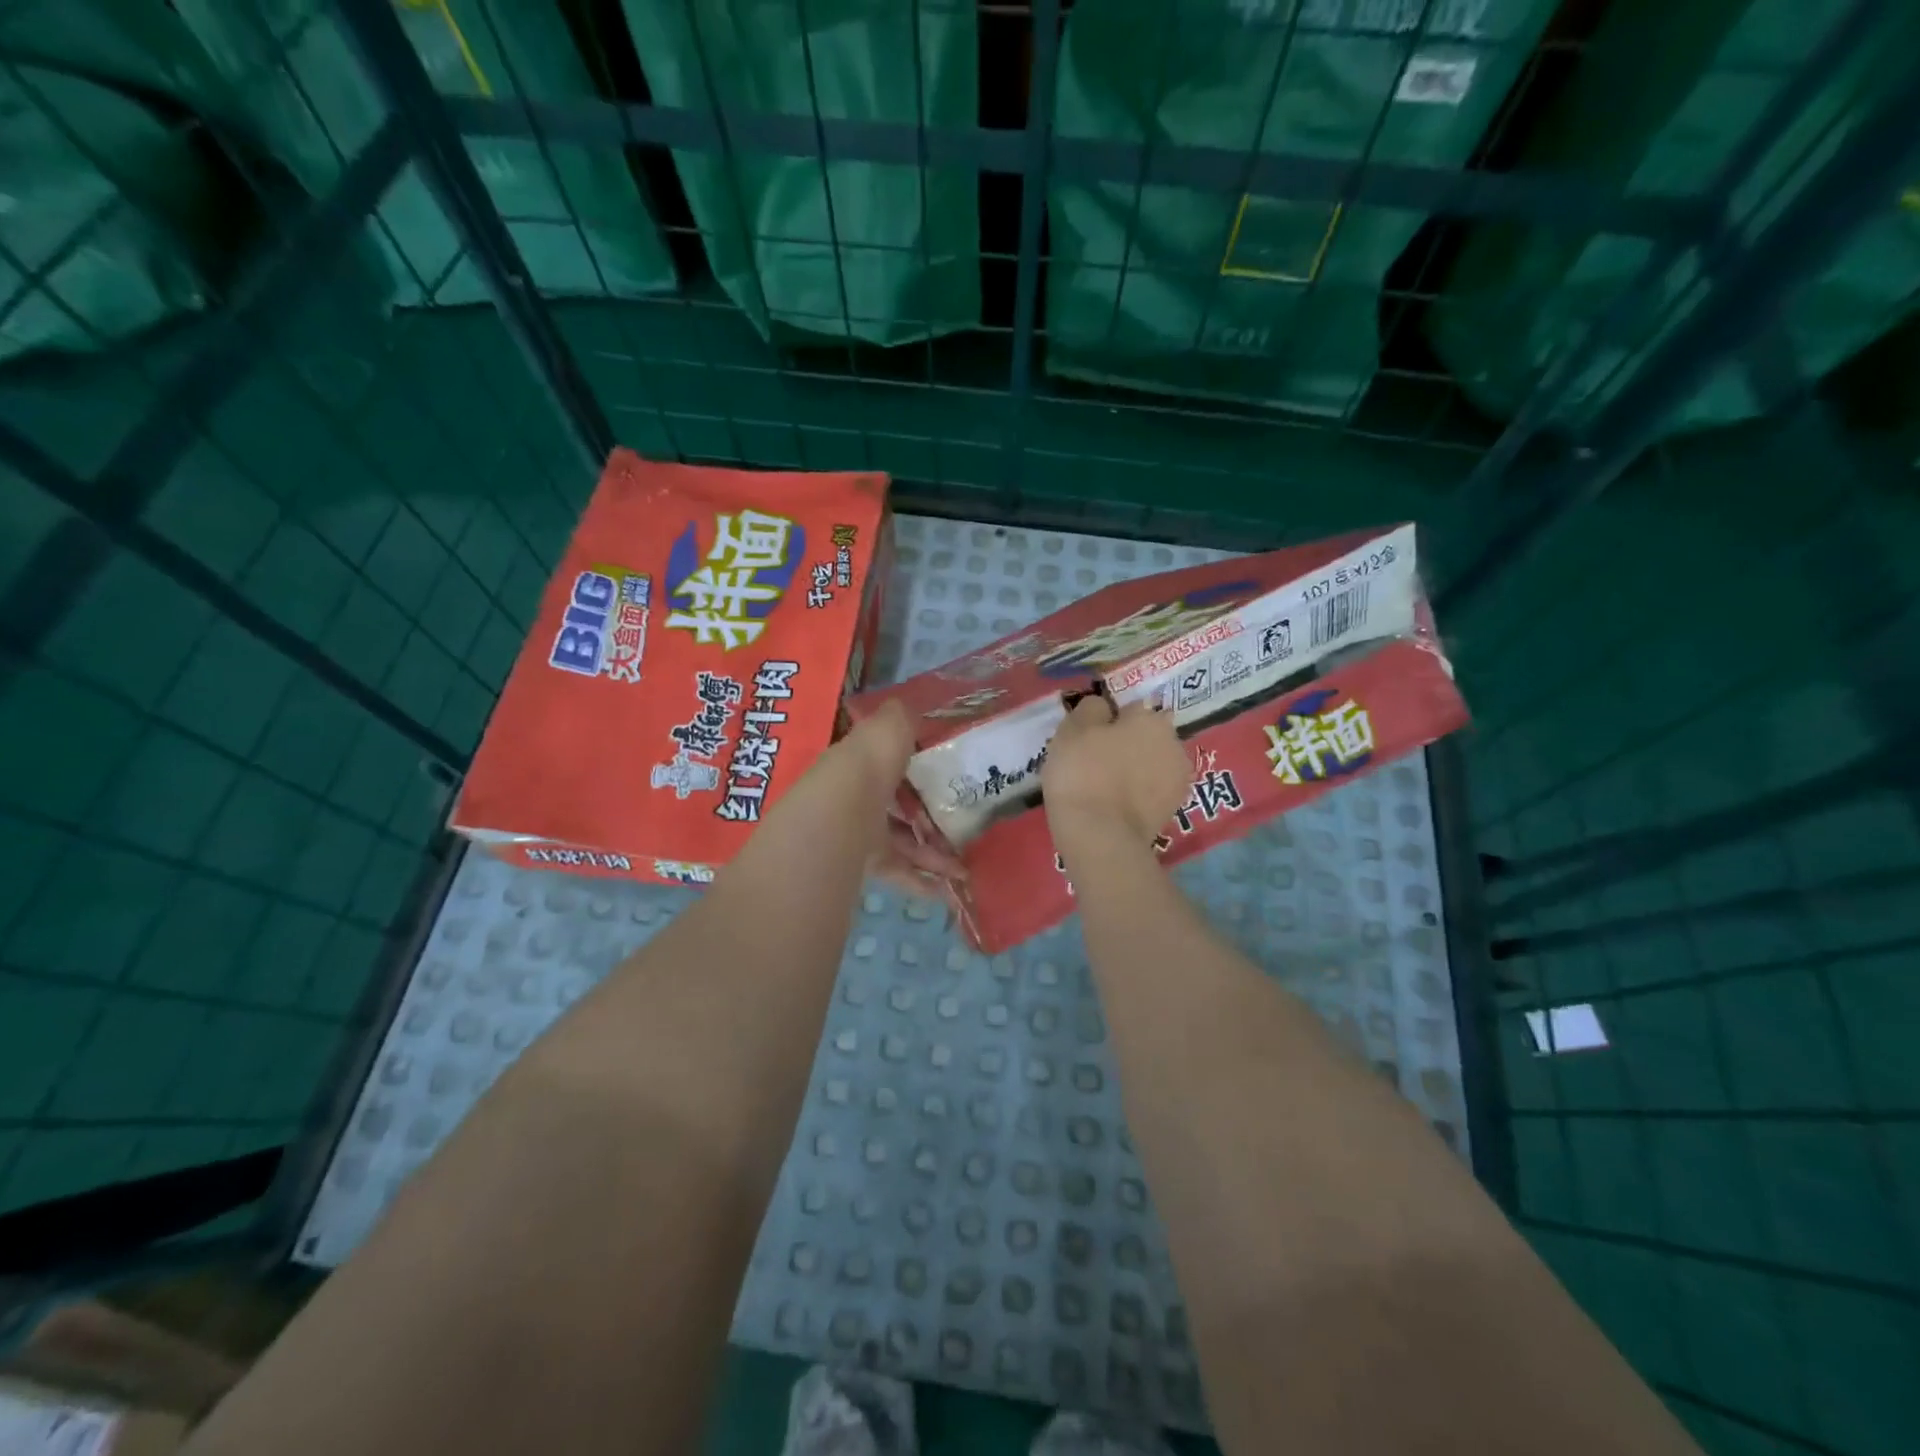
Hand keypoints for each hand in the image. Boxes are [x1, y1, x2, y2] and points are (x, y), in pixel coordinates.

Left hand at [827, 701, 966, 895]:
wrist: (842, 814)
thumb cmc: (870, 765)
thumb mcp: (889, 726)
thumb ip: (902, 717)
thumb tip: (908, 706)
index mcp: (862, 762)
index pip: (888, 764)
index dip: (916, 769)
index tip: (948, 776)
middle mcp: (859, 796)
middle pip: (898, 808)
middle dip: (930, 819)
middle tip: (963, 827)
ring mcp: (861, 832)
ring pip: (903, 843)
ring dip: (933, 855)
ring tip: (964, 868)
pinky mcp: (865, 862)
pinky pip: (898, 872)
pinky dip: (921, 881)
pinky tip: (946, 891)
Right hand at [1041, 695, 1191, 846]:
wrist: (1100, 835)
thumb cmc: (1083, 772)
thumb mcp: (1073, 729)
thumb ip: (1090, 709)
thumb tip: (1103, 707)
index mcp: (1151, 719)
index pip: (1130, 708)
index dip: (1108, 721)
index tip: (1090, 737)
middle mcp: (1174, 743)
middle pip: (1147, 736)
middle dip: (1129, 743)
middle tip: (1097, 761)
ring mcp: (1178, 779)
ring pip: (1152, 764)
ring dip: (1137, 769)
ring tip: (1106, 787)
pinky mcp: (1173, 810)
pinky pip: (1153, 791)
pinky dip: (1140, 794)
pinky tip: (1117, 805)